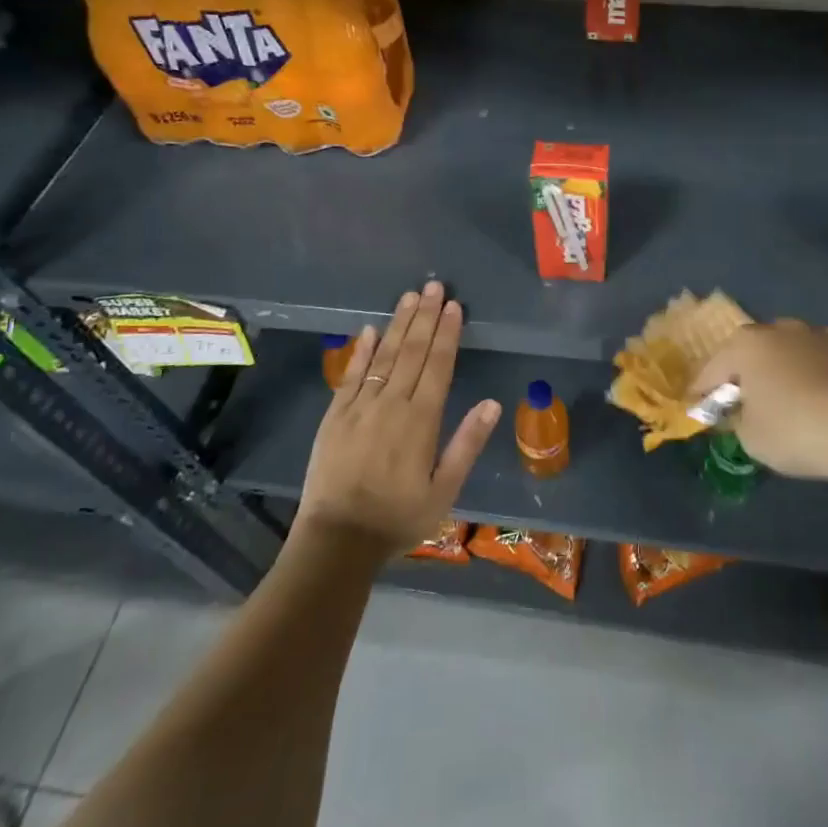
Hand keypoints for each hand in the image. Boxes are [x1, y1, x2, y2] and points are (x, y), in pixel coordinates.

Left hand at [297, 281, 500, 560]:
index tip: (454, 306)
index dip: (448, 333)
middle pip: (412, 351)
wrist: (337, 540)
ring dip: (398, 324)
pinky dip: (362, 350)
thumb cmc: (398, 518)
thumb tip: (493, 403)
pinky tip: (370, 329)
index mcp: (421, 420)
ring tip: (410, 296)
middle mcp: (391, 404)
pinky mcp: (335, 415)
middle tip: (434, 286)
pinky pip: (351, 375)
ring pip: (384, 355)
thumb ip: (467, 444)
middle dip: (426, 317)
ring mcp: (360, 406)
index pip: (439, 365)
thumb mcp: (444, 490)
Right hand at [690, 320, 827, 488]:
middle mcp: (783, 329)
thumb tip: (741, 412)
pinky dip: (821, 379)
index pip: (714, 368)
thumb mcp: (751, 438)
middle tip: (747, 402)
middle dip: (748, 374)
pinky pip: (827, 365)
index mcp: (748, 344)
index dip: (703, 390)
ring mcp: (823, 336)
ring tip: (792, 403)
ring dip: (788, 372)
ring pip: (794, 354)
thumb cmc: (796, 431)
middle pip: (755, 352)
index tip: (698, 406)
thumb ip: (737, 421)